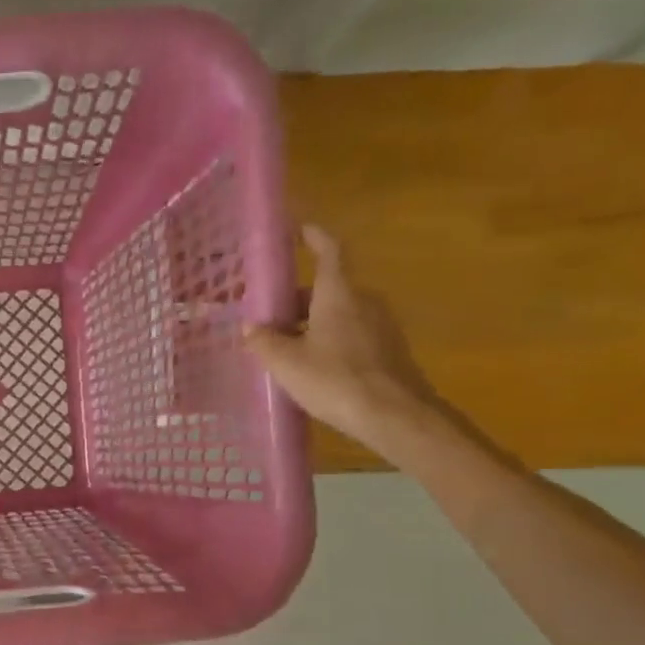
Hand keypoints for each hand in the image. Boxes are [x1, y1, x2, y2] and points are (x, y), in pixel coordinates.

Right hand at [244, 225, 446, 463]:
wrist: (395, 415)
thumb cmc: (335, 379)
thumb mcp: (286, 362)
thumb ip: (264, 340)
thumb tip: (250, 327)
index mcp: (338, 294)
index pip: (329, 252)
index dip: (315, 238)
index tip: (301, 229)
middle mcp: (364, 301)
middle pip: (328, 289)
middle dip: (298, 299)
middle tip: (270, 316)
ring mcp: (381, 326)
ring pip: (339, 314)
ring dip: (312, 323)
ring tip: (285, 347)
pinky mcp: (388, 351)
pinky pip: (351, 335)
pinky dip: (329, 341)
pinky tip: (312, 367)